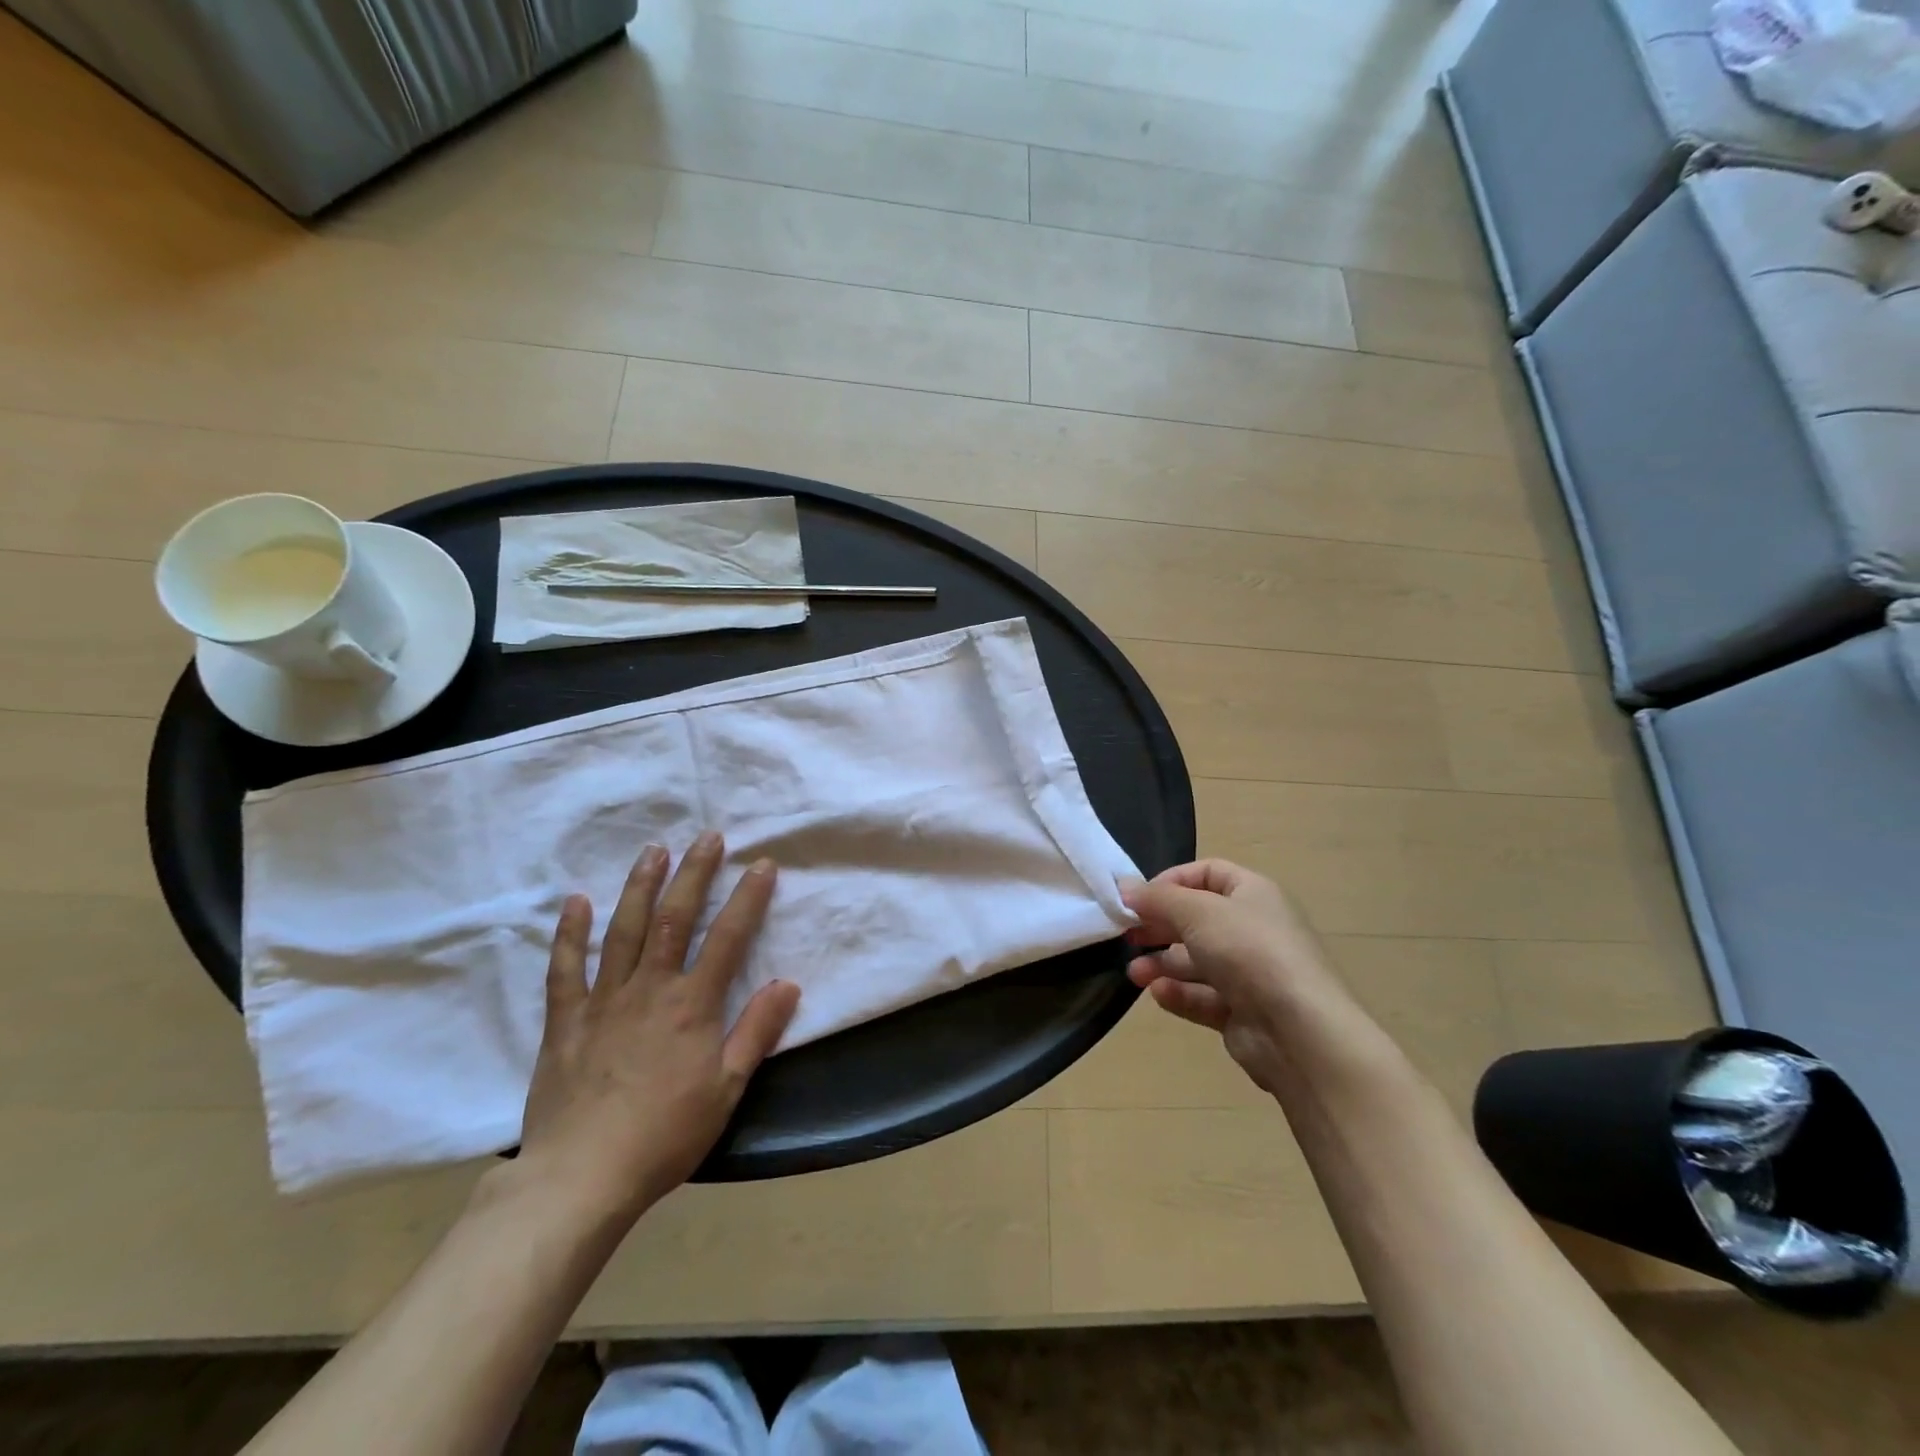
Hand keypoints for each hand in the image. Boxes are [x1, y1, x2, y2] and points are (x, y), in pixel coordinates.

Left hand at [515, 832, 800, 1224]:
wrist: (581, 1178)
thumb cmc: (665, 1135)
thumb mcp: (727, 1090)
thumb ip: (757, 1032)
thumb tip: (788, 983)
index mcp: (692, 1005)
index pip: (727, 938)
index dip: (747, 898)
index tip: (762, 864)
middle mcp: (649, 989)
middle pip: (674, 918)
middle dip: (694, 873)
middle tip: (708, 837)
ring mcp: (602, 1001)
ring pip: (623, 930)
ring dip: (640, 886)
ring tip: (654, 850)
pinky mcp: (564, 1021)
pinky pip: (564, 969)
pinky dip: (569, 933)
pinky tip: (576, 902)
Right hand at [1121, 860, 1342, 1096]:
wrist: (1299, 1031)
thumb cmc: (1249, 951)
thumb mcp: (1197, 912)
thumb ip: (1157, 899)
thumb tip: (1123, 887)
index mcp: (1253, 894)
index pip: (1207, 874)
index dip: (1170, 882)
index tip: (1137, 898)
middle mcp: (1253, 929)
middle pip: (1197, 919)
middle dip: (1160, 926)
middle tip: (1127, 935)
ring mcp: (1251, 973)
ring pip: (1197, 961)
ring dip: (1162, 964)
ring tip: (1135, 974)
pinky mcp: (1244, 1012)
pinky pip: (1204, 996)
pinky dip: (1180, 994)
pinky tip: (1159, 994)